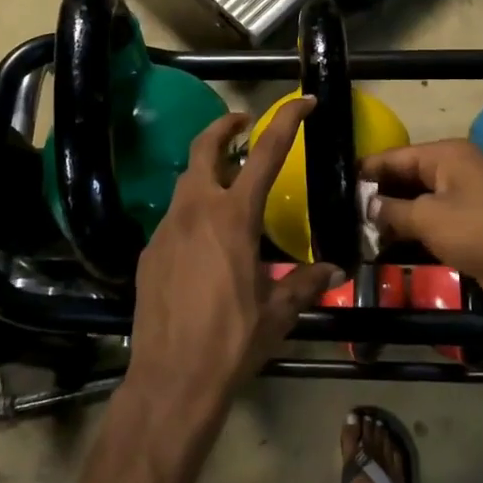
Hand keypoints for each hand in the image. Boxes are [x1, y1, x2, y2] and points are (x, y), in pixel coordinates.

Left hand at [126, 99, 339, 418]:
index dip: (286, 121)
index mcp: (234, 217)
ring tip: (229, 186)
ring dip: (208, 172)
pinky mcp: (149, 251)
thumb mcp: (277, 313)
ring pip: (186, 182)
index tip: (302, 102)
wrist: (171, 380)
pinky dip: (192, 212)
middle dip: (225, 126)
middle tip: (243, 124)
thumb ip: (304, 283)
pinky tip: (205, 242)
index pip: (265, 153)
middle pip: (205, 148)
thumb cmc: (231, 342)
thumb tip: (333, 270)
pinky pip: (173, 218)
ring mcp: (166, 229)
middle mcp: (196, 211)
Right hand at [362, 140, 482, 335]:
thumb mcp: (428, 219)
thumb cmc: (481, 234)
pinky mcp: (475, 226)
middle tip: (343, 213)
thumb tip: (367, 206)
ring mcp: (469, 198)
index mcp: (449, 154)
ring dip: (395, 216)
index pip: (396, 156)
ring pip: (421, 201)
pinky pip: (436, 221)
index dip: (367, 171)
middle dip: (379, 195)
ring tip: (359, 231)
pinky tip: (389, 245)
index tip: (337, 185)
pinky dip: (414, 230)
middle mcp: (459, 169)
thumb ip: (392, 210)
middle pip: (408, 176)